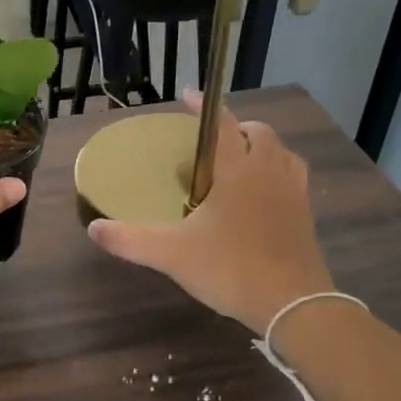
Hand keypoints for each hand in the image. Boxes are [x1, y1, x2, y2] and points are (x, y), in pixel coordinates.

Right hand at [87, 92, 334, 333]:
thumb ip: (130, 240)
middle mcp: (269, 172)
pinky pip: (293, 177)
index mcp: (238, 171)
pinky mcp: (306, 215)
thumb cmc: (231, 269)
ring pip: (281, 153)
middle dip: (236, 128)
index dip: (205, 106)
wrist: (294, 305)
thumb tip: (94, 228)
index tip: (189, 96)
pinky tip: (261, 195)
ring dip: (261, 148)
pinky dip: (277, 171)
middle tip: (211, 142)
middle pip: (258, 133)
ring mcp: (293, 192)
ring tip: (238, 162)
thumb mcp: (172, 255)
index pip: (222, 125)